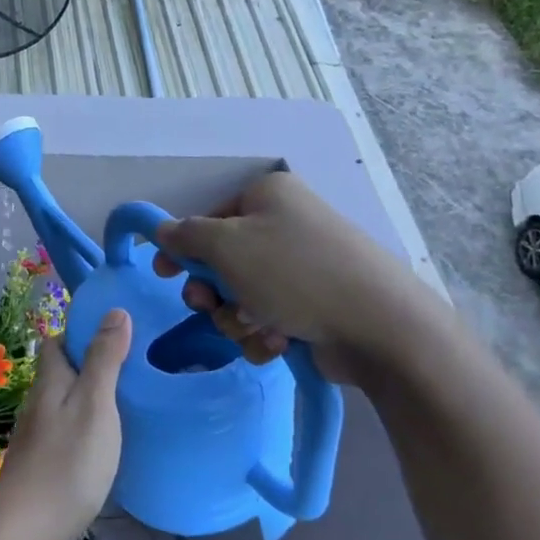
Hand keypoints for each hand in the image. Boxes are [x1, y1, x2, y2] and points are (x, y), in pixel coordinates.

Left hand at [0, 310, 131, 539]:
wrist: (26, 531)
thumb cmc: (67, 462)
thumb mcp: (95, 404)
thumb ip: (104, 359)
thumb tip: (115, 310)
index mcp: (50, 380)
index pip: (60, 341)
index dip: (85, 332)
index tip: (122, 333)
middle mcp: (39, 401)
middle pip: (63, 370)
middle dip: (92, 363)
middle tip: (135, 367)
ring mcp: (38, 434)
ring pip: (66, 401)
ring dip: (91, 395)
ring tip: (129, 400)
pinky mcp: (43, 462)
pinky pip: (67, 428)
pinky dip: (88, 424)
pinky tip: (108, 440)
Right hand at [152, 170, 421, 382]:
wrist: (376, 325)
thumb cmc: (293, 273)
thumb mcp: (228, 245)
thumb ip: (187, 236)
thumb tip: (163, 230)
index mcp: (267, 196)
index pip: (208, 218)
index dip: (183, 248)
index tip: (164, 275)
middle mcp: (284, 226)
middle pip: (222, 262)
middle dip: (214, 293)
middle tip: (212, 308)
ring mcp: (301, 268)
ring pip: (241, 297)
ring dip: (238, 320)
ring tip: (259, 328)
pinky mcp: (312, 306)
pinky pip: (267, 319)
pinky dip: (264, 335)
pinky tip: (279, 343)